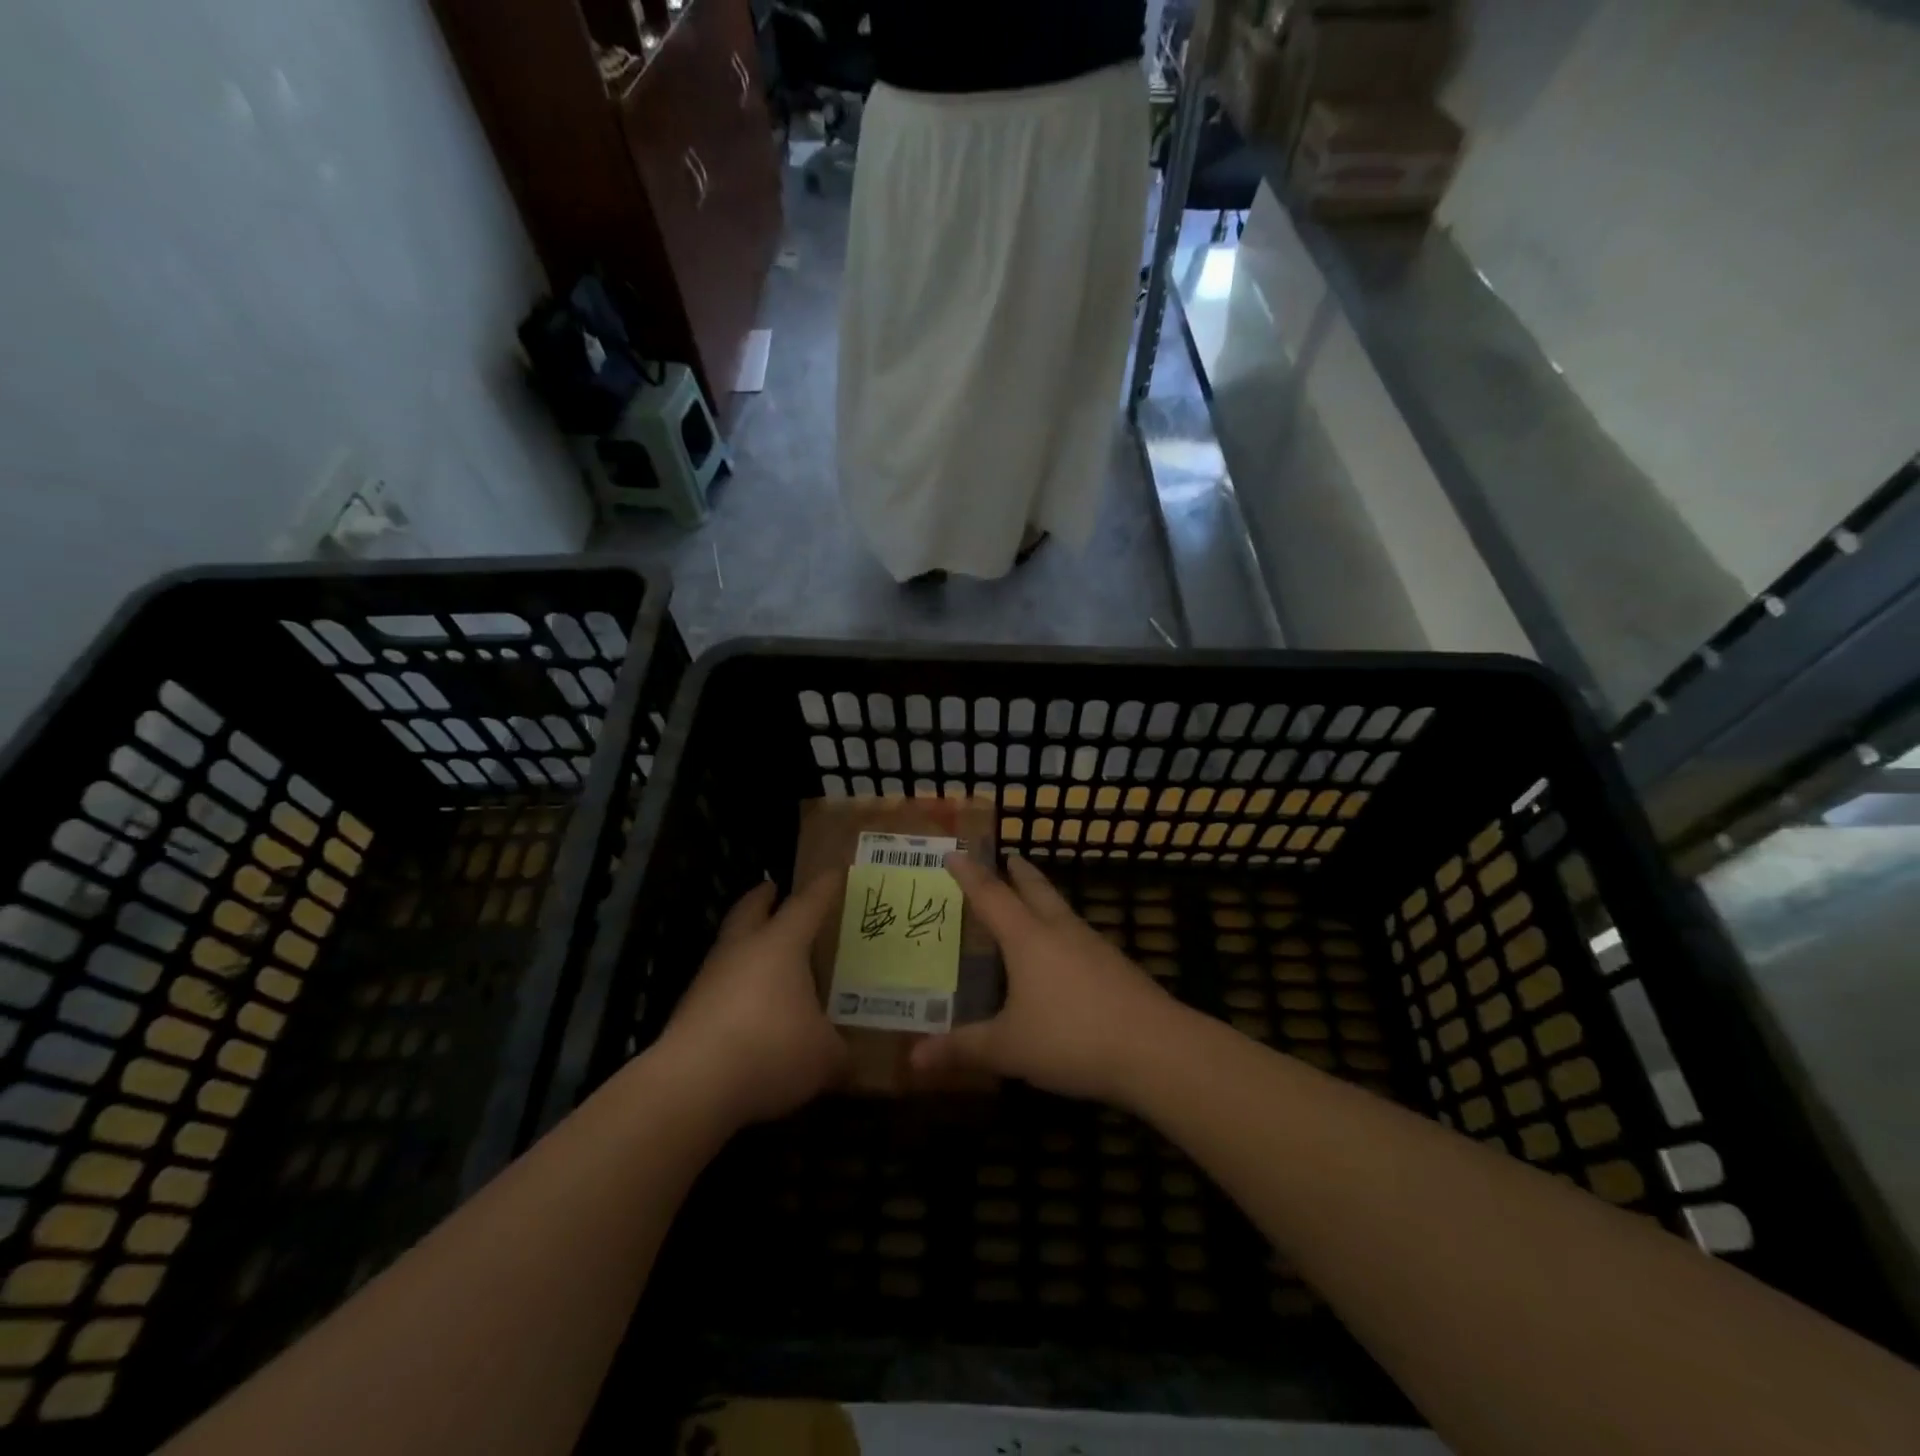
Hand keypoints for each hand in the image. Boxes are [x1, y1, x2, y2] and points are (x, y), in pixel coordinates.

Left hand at [654, 875, 848, 1128]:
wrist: (692, 1085)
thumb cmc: (770, 1049)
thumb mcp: (824, 1056)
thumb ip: (840, 1053)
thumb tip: (849, 1061)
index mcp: (781, 944)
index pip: (807, 904)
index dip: (824, 888)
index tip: (834, 872)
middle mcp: (743, 950)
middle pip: (750, 909)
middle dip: (763, 897)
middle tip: (773, 889)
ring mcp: (710, 979)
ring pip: (729, 946)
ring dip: (745, 942)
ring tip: (766, 953)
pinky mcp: (689, 1011)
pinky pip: (718, 985)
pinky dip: (735, 985)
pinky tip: (749, 1006)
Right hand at [909, 852, 1183, 1103]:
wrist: (1156, 1049)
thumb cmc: (1072, 1038)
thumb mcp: (1009, 1048)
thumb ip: (963, 1049)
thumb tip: (913, 1059)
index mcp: (1028, 939)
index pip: (991, 896)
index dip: (970, 874)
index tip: (955, 851)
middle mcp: (1060, 931)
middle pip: (1036, 889)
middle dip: (1018, 872)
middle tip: (1007, 857)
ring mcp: (1094, 946)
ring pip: (1062, 910)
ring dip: (1044, 898)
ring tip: (1032, 901)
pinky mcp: (1117, 967)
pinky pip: (1080, 936)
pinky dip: (1063, 931)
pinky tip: (1065, 954)